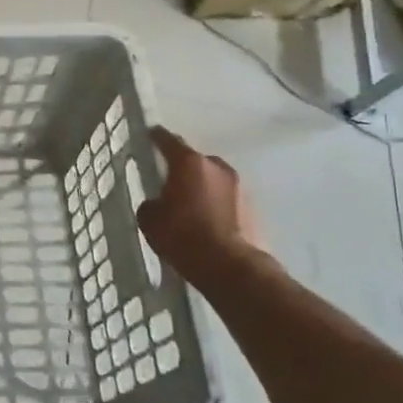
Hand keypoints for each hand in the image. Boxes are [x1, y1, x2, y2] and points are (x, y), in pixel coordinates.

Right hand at [136, 127, 269, 274]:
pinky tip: (206, 221)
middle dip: (183, 168)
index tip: (150, 135)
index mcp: (189, 163)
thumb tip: (158, 203)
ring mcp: (239, 187)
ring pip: (213, 180)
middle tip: (169, 180)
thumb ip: (152, 203)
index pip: (168, 140)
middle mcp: (217, 167)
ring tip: (189, 204)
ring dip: (202, 187)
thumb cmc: (183, 236)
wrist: (231, 267)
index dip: (156, 137)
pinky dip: (215, 204)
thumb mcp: (150, 220)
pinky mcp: (253, 208)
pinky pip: (226, 199)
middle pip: (195, 160)